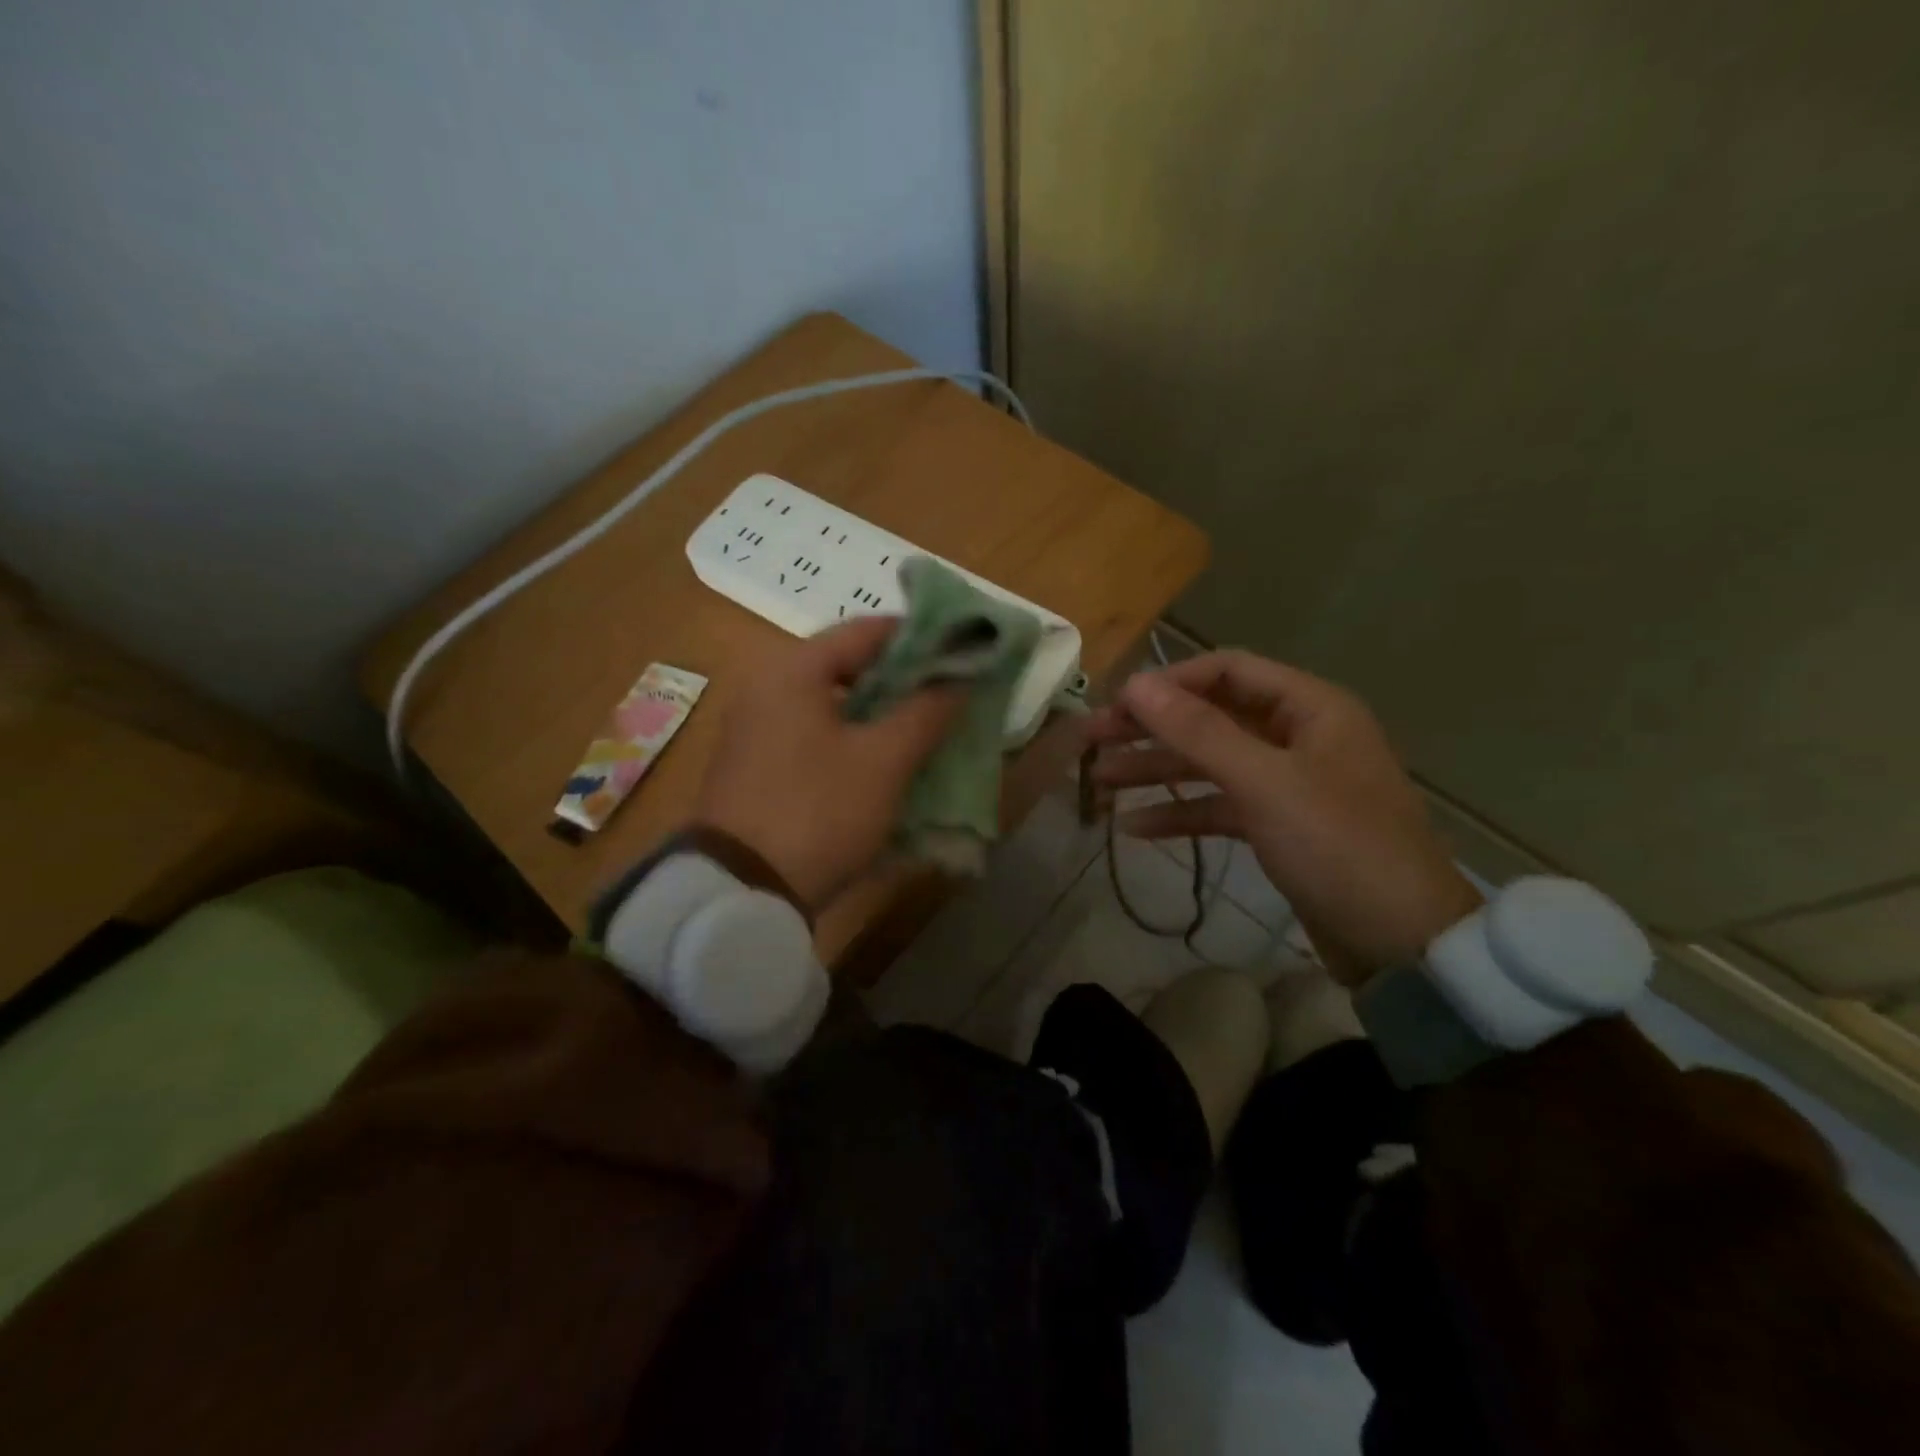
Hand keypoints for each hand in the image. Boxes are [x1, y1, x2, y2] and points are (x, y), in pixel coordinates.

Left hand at [694, 617, 961, 910]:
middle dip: (903, 679)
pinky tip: (885, 760)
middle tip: (949, 694)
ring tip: (926, 727)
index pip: (867, 630)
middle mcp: (767, 685)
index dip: (920, 638)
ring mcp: (756, 726)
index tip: (962, 654)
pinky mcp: (756, 763)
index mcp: (793, 669)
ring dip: (880, 711)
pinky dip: (852, 737)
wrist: (741, 891)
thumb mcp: (883, 761)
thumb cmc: (819, 812)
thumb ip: (925, 712)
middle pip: (848, 665)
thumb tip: (959, 679)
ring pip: (833, 703)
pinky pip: (815, 733)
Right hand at [1087, 650, 1482, 981]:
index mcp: (1309, 708)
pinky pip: (1221, 806)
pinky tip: (1136, 827)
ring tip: (1101, 781)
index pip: (1226, 671)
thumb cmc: (1338, 847)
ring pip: (1210, 763)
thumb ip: (1198, 731)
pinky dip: (1182, 813)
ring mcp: (1288, 783)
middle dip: (1152, 728)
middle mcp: (1298, 735)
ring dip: (1157, 770)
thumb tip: (1135, 684)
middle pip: (1211, 717)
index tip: (1116, 704)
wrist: (1403, 944)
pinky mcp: (1279, 826)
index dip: (1168, 683)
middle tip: (1093, 740)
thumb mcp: (1264, 783)